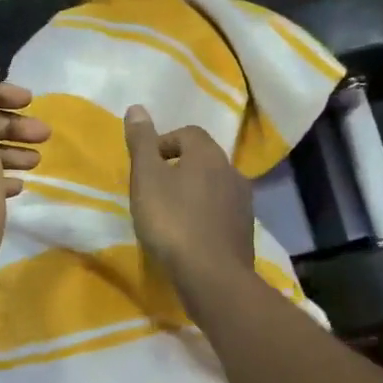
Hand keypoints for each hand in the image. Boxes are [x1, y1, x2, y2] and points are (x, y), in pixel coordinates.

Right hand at [124, 106, 254, 289]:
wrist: (212, 275)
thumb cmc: (172, 221)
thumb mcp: (146, 178)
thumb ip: (142, 143)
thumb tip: (136, 108)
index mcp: (208, 154)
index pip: (188, 133)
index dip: (164, 144)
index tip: (146, 166)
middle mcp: (232, 171)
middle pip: (203, 159)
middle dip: (180, 168)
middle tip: (155, 190)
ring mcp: (243, 202)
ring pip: (214, 186)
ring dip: (194, 193)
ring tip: (171, 214)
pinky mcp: (245, 230)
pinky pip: (221, 212)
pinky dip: (205, 216)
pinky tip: (190, 235)